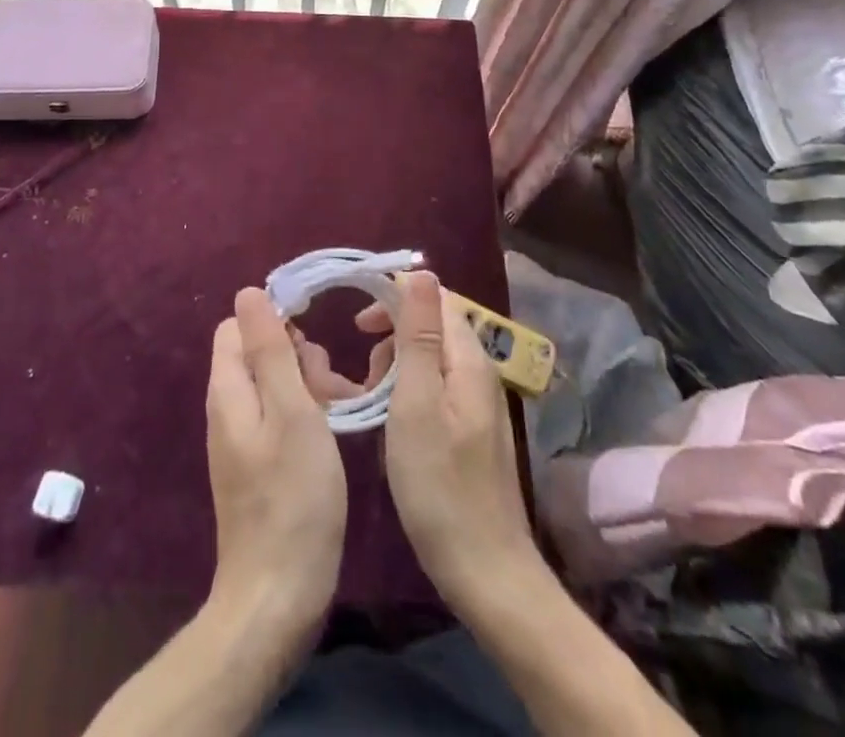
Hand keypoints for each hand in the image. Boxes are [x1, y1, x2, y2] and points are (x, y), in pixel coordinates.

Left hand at [205, 287, 346, 641]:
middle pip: (258, 353)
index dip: (275, 320)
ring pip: (274, 385)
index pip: (239, 326)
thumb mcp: (290, 411)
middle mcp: (228, 408)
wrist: (278, 597)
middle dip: (298, 355)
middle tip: (331, 385)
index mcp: (229, 388)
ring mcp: (242, 439)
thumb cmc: (293, 496)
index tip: (314, 337)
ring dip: (308, 385)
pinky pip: (279, 417)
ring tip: (342, 408)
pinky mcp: (258, 465)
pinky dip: (306, 415)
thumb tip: (248, 291)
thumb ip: (270, 350)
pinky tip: (334, 434)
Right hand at [376, 272, 537, 608]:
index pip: (437, 298)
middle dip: (393, 334)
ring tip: (372, 397)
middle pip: (434, 326)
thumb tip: (422, 271)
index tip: (357, 321)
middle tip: (363, 366)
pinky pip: (435, 387)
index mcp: (468, 359)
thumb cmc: (440, 486)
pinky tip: (391, 421)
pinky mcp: (471, 431)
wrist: (486, 572)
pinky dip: (407, 391)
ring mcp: (478, 404)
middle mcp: (479, 372)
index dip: (396, 297)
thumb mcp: (417, 404)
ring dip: (397, 365)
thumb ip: (418, 336)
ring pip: (431, 358)